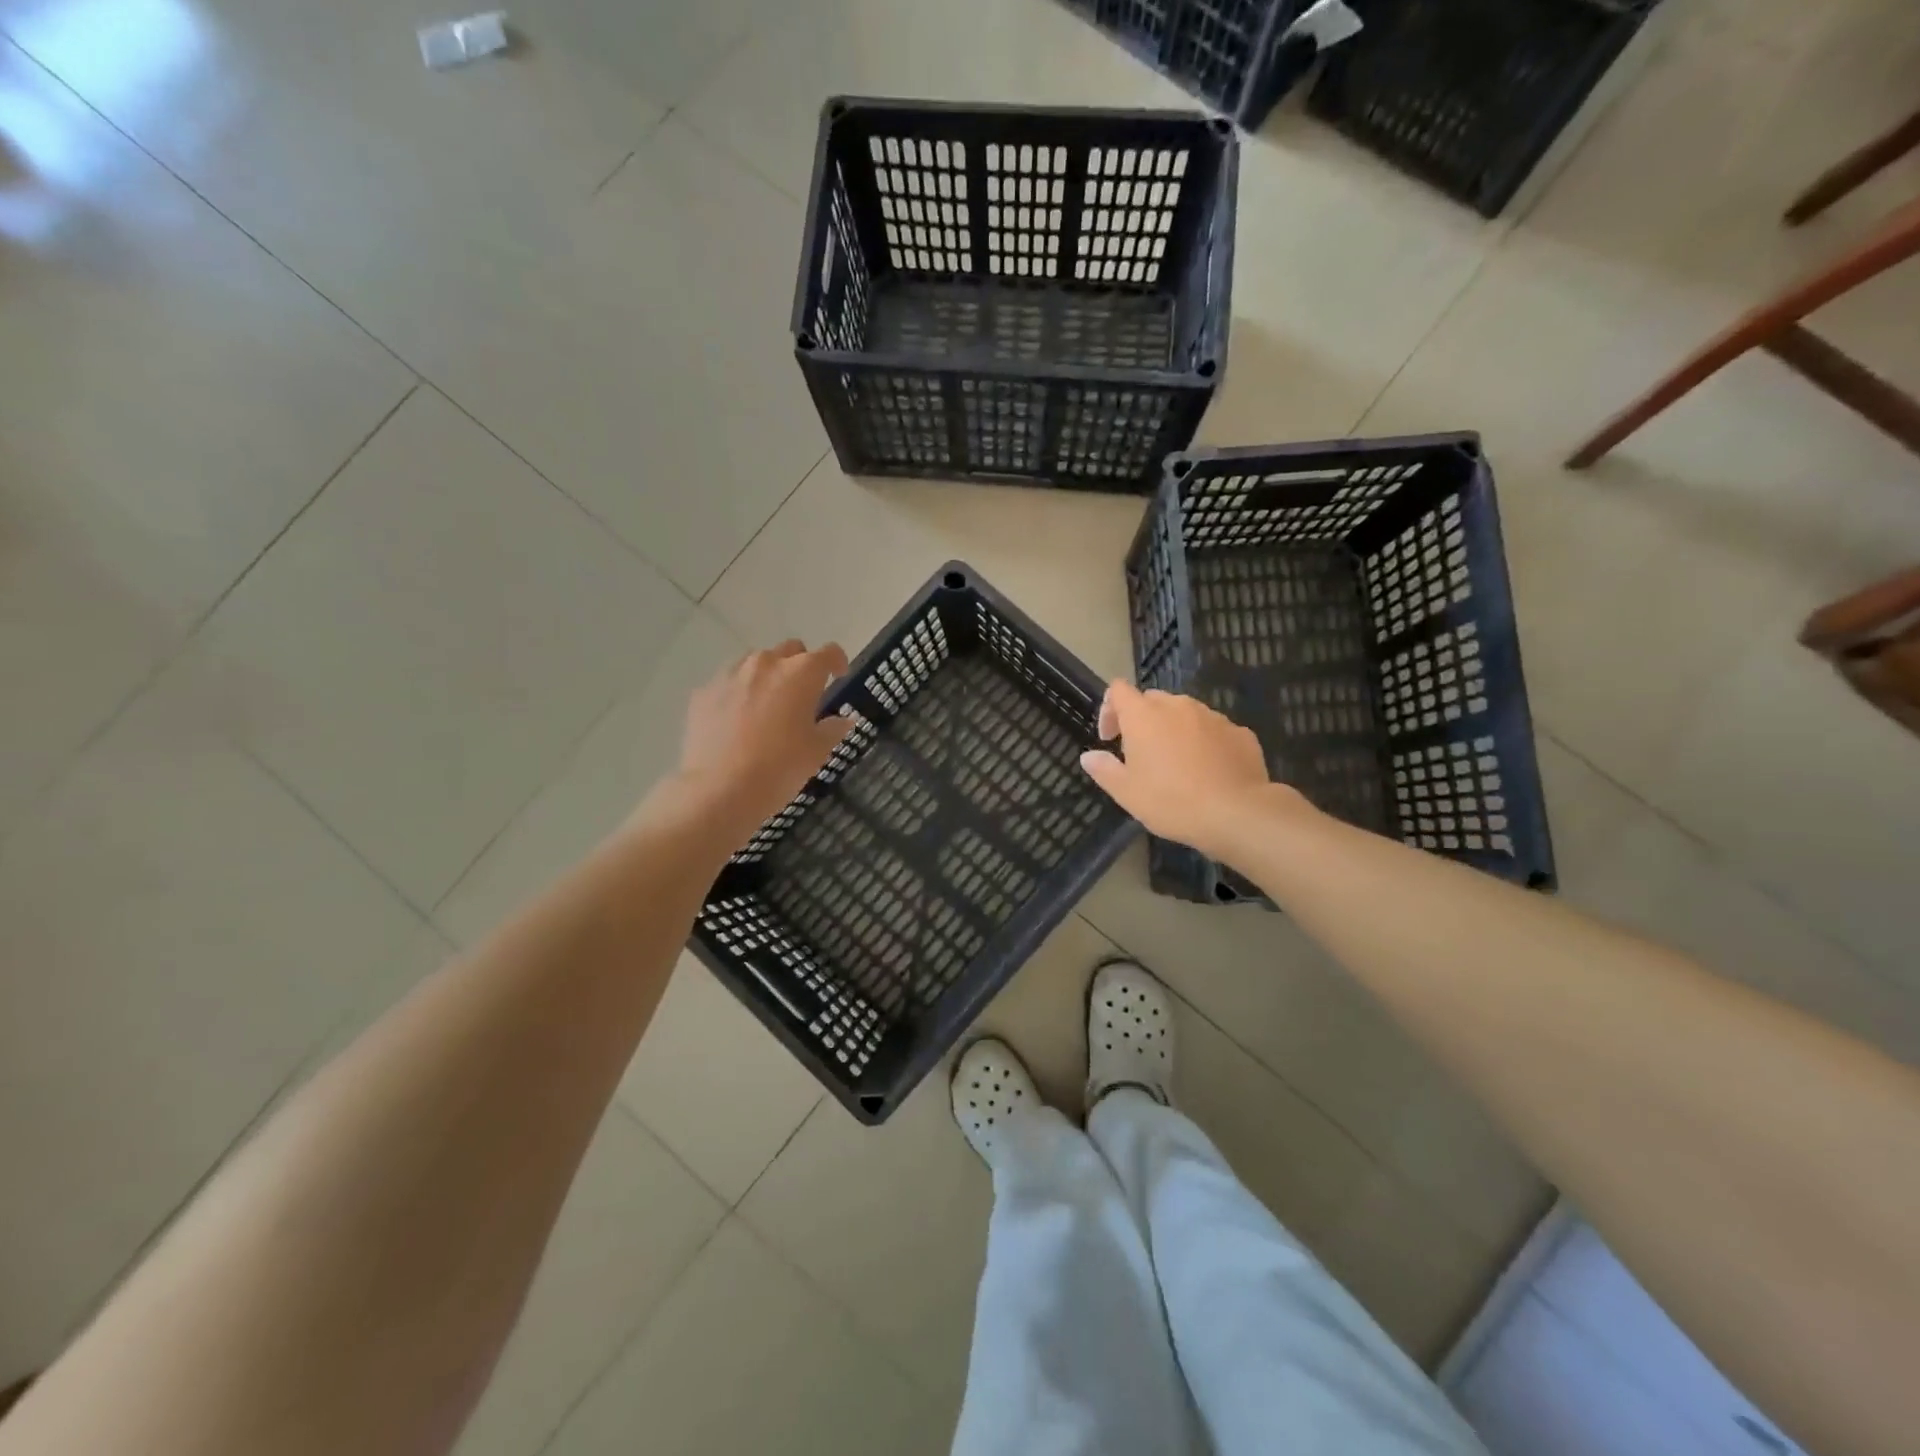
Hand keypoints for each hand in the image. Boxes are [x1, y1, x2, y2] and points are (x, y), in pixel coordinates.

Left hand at [637, 640, 852, 851]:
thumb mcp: (816, 752)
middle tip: (803, 694)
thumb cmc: (779, 768)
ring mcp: (730, 675)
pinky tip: (738, 720)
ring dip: (768, 676)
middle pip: (790, 650)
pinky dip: (739, 692)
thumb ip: (832, 729)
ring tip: (768, 705)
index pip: (828, 653)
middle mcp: (766, 663)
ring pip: (756, 662)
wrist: (719, 789)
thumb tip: (843, 720)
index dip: (837, 662)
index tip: (839, 676)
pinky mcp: (704, 692)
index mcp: (801, 673)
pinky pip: (728, 682)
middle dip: (801, 666)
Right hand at [1079, 681, 1311, 862]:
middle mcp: (1177, 706)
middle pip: (1152, 700)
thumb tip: (1089, 756)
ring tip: (1177, 764)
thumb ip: (1104, 769)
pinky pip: (1213, 730)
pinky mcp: (1239, 732)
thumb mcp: (1126, 792)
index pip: (1118, 690)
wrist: (1236, 813)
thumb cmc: (1171, 801)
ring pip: (1185, 713)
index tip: (1110, 738)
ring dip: (1174, 730)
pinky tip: (1208, 770)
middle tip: (1141, 754)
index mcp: (1144, 716)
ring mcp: (1212, 716)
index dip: (1109, 709)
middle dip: (1143, 720)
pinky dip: (1204, 742)